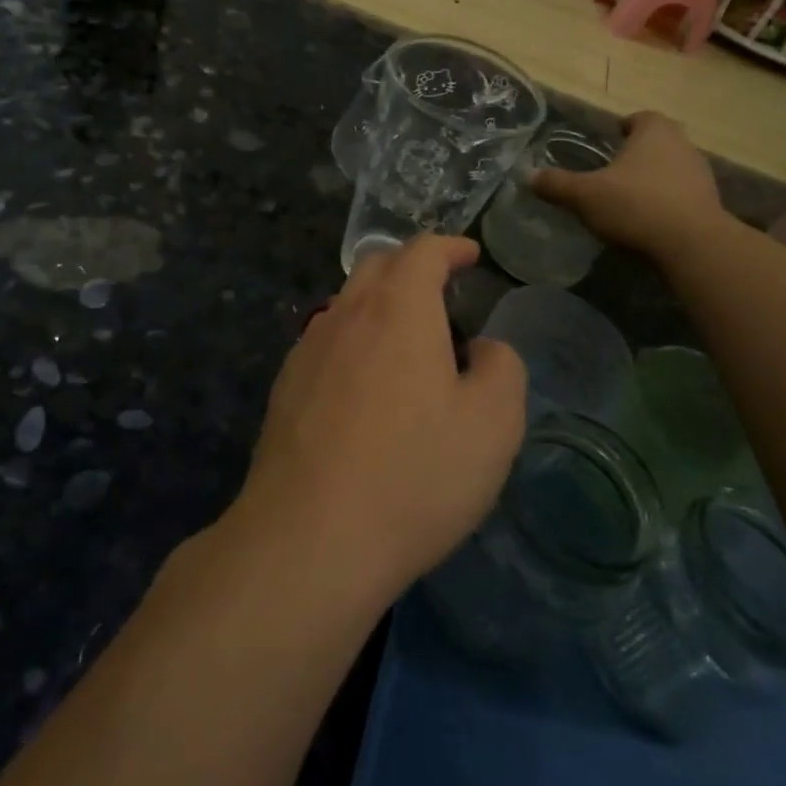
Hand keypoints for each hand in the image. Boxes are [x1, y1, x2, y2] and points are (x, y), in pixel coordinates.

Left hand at [235, 236, 526, 606]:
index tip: (470, 255)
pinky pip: (325, 344)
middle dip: (411, 268)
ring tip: (407, 343)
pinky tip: (365, 388)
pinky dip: (353, 343)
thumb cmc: (414, 475)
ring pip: (346, 305)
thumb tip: (483, 349)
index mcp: (397, 309)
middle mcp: (345, 315)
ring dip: (379, 306)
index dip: (450, 247)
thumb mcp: (492, 425)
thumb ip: (501, 369)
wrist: (308, 539)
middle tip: (442, 294)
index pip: (422, 251)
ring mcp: (306, 351)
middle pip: (376, 267)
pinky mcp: (284, 389)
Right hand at [533, 111, 730, 264]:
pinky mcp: (710, 203)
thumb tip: (528, 176)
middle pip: (658, 142)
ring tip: (628, 198)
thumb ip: (557, 184)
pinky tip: (648, 220)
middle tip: (613, 170)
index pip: (640, 118)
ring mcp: (701, 174)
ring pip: (671, 168)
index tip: (610, 139)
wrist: (691, 245)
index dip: (624, 127)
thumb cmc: (635, 206)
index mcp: (654, 131)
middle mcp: (683, 145)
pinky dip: (666, 201)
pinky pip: (681, 195)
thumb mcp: (584, 196)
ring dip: (653, 178)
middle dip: (637, 153)